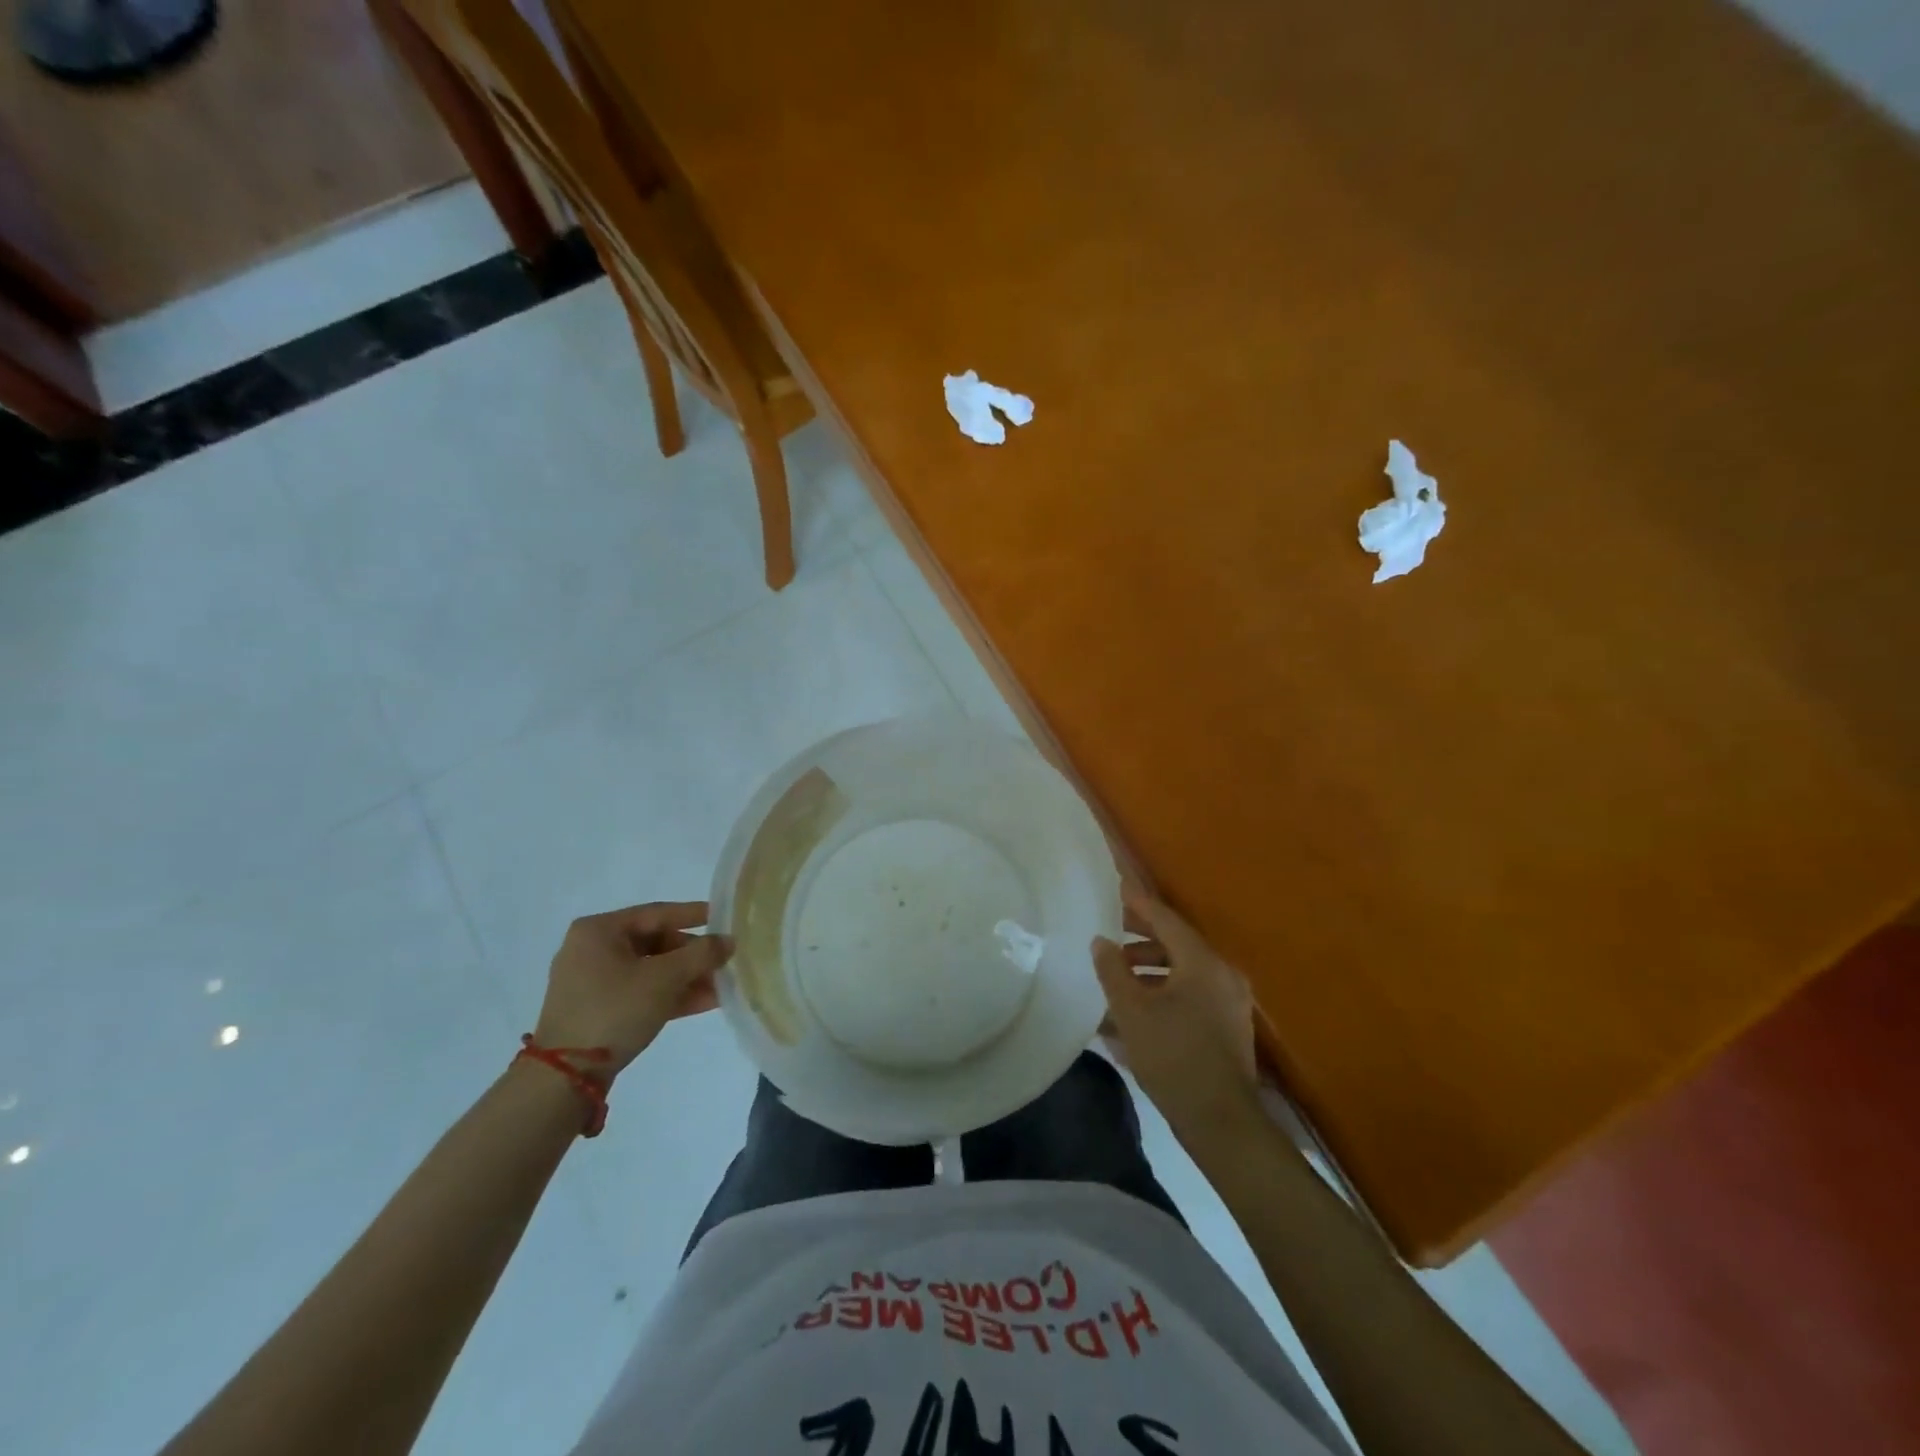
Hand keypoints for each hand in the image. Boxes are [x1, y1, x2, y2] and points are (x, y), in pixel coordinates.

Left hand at [534, 902, 731, 1077]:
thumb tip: (729, 941)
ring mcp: (593, 982)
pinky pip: (642, 991)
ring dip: (687, 978)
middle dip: (693, 955)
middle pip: (656, 943)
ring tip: (723, 985)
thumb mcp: (664, 978)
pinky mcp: (598, 1009)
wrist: (566, 1076)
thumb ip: (701, 955)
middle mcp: (593, 949)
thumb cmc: (614, 1010)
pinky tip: (705, 1002)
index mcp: (599, 930)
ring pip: (651, 970)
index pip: (657, 913)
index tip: (724, 918)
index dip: (695, 914)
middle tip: (725, 961)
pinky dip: (670, 995)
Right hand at [1092, 890, 1260, 1134]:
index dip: (1138, 905)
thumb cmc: (1173, 1058)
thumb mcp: (1132, 1012)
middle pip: (1176, 943)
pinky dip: (1164, 991)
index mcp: (1202, 963)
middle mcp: (1222, 974)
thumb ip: (1113, 971)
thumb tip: (1101, 941)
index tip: (1115, 892)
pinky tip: (1136, 1008)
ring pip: (1183, 971)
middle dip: (1140, 938)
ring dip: (1149, 969)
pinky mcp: (1228, 1026)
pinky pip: (1191, 994)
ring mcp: (1229, 1002)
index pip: (1166, 920)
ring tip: (1116, 976)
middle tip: (1109, 932)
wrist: (1221, 1123)